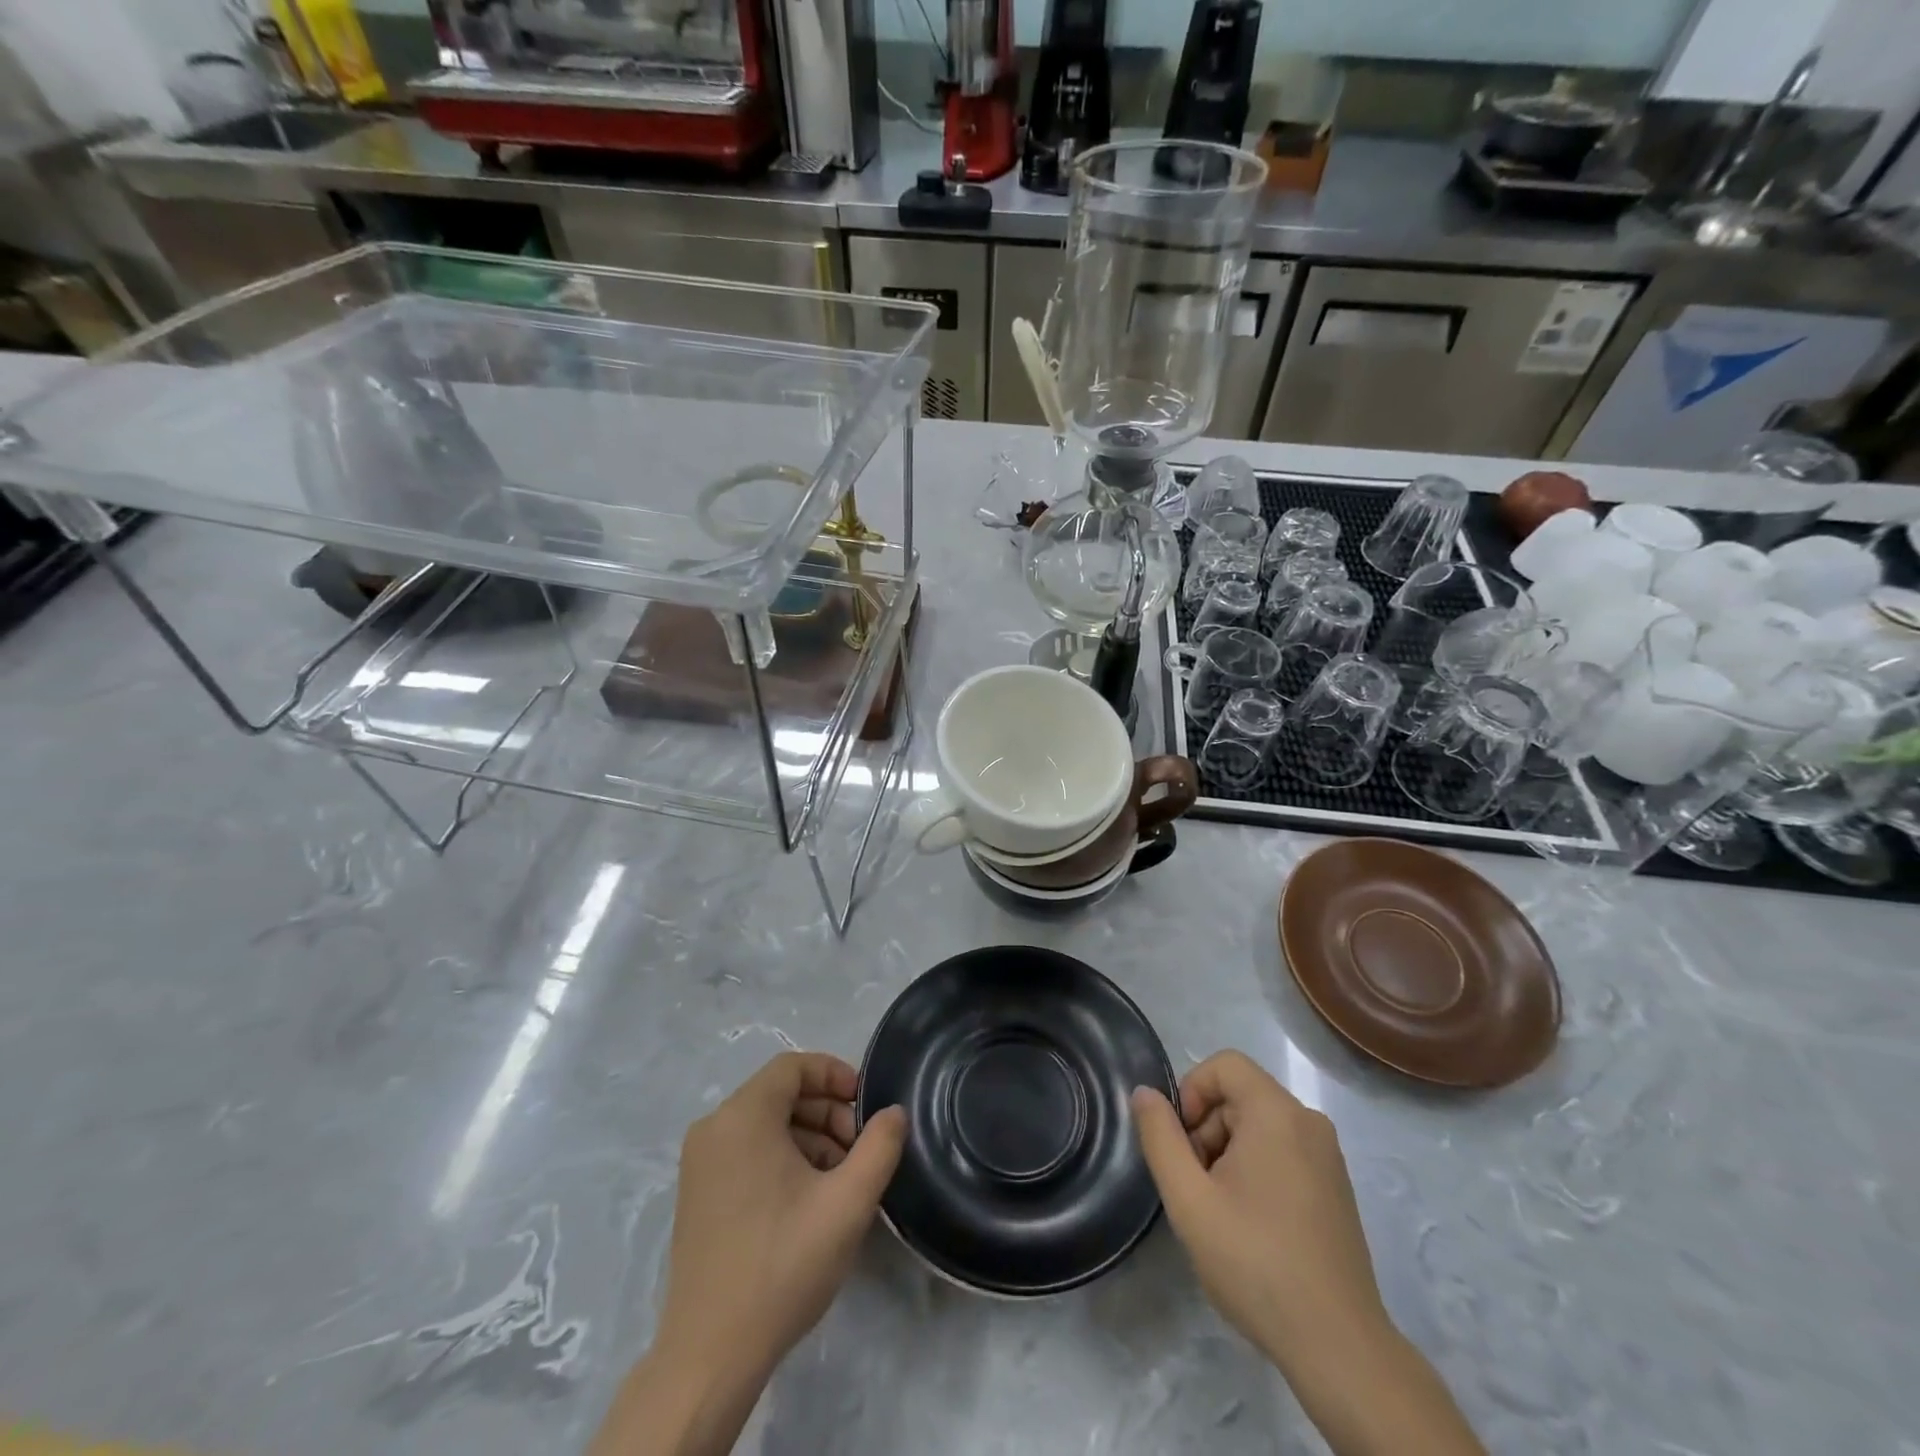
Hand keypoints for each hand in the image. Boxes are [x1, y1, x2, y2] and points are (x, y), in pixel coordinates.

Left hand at [657, 1052, 907, 1383]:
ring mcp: (699, 1163)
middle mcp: (714, 1128)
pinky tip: (808, 1199)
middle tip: (858, 1149)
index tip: (865, 1105)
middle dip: (827, 1112)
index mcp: (742, 1117)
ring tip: (840, 1179)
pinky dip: (782, 1157)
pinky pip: (746, 1151)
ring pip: (765, 1124)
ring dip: (808, 1137)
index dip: (834, 1074)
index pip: (792, 1066)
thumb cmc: (782, 1264)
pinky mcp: (696, 1194)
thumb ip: (880, 1147)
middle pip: (779, 1094)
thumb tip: (894, 1112)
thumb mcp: (847, 1203)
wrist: (710, 1355)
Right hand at [1130, 1050, 1385, 1367]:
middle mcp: (1309, 1122)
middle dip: (1207, 1128)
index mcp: (1277, 1113)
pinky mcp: (1336, 1186)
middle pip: (1240, 1095)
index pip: (1225, 1065)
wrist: (1338, 1346)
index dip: (1192, 1091)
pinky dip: (1256, 1168)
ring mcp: (1328, 1156)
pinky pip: (1283, 1149)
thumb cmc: (1256, 1263)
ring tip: (1220, 1210)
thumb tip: (1144, 1093)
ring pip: (1259, 1124)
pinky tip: (1250, 1223)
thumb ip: (1160, 1138)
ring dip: (1227, 1151)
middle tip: (1196, 1185)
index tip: (1182, 1144)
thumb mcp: (1189, 1199)